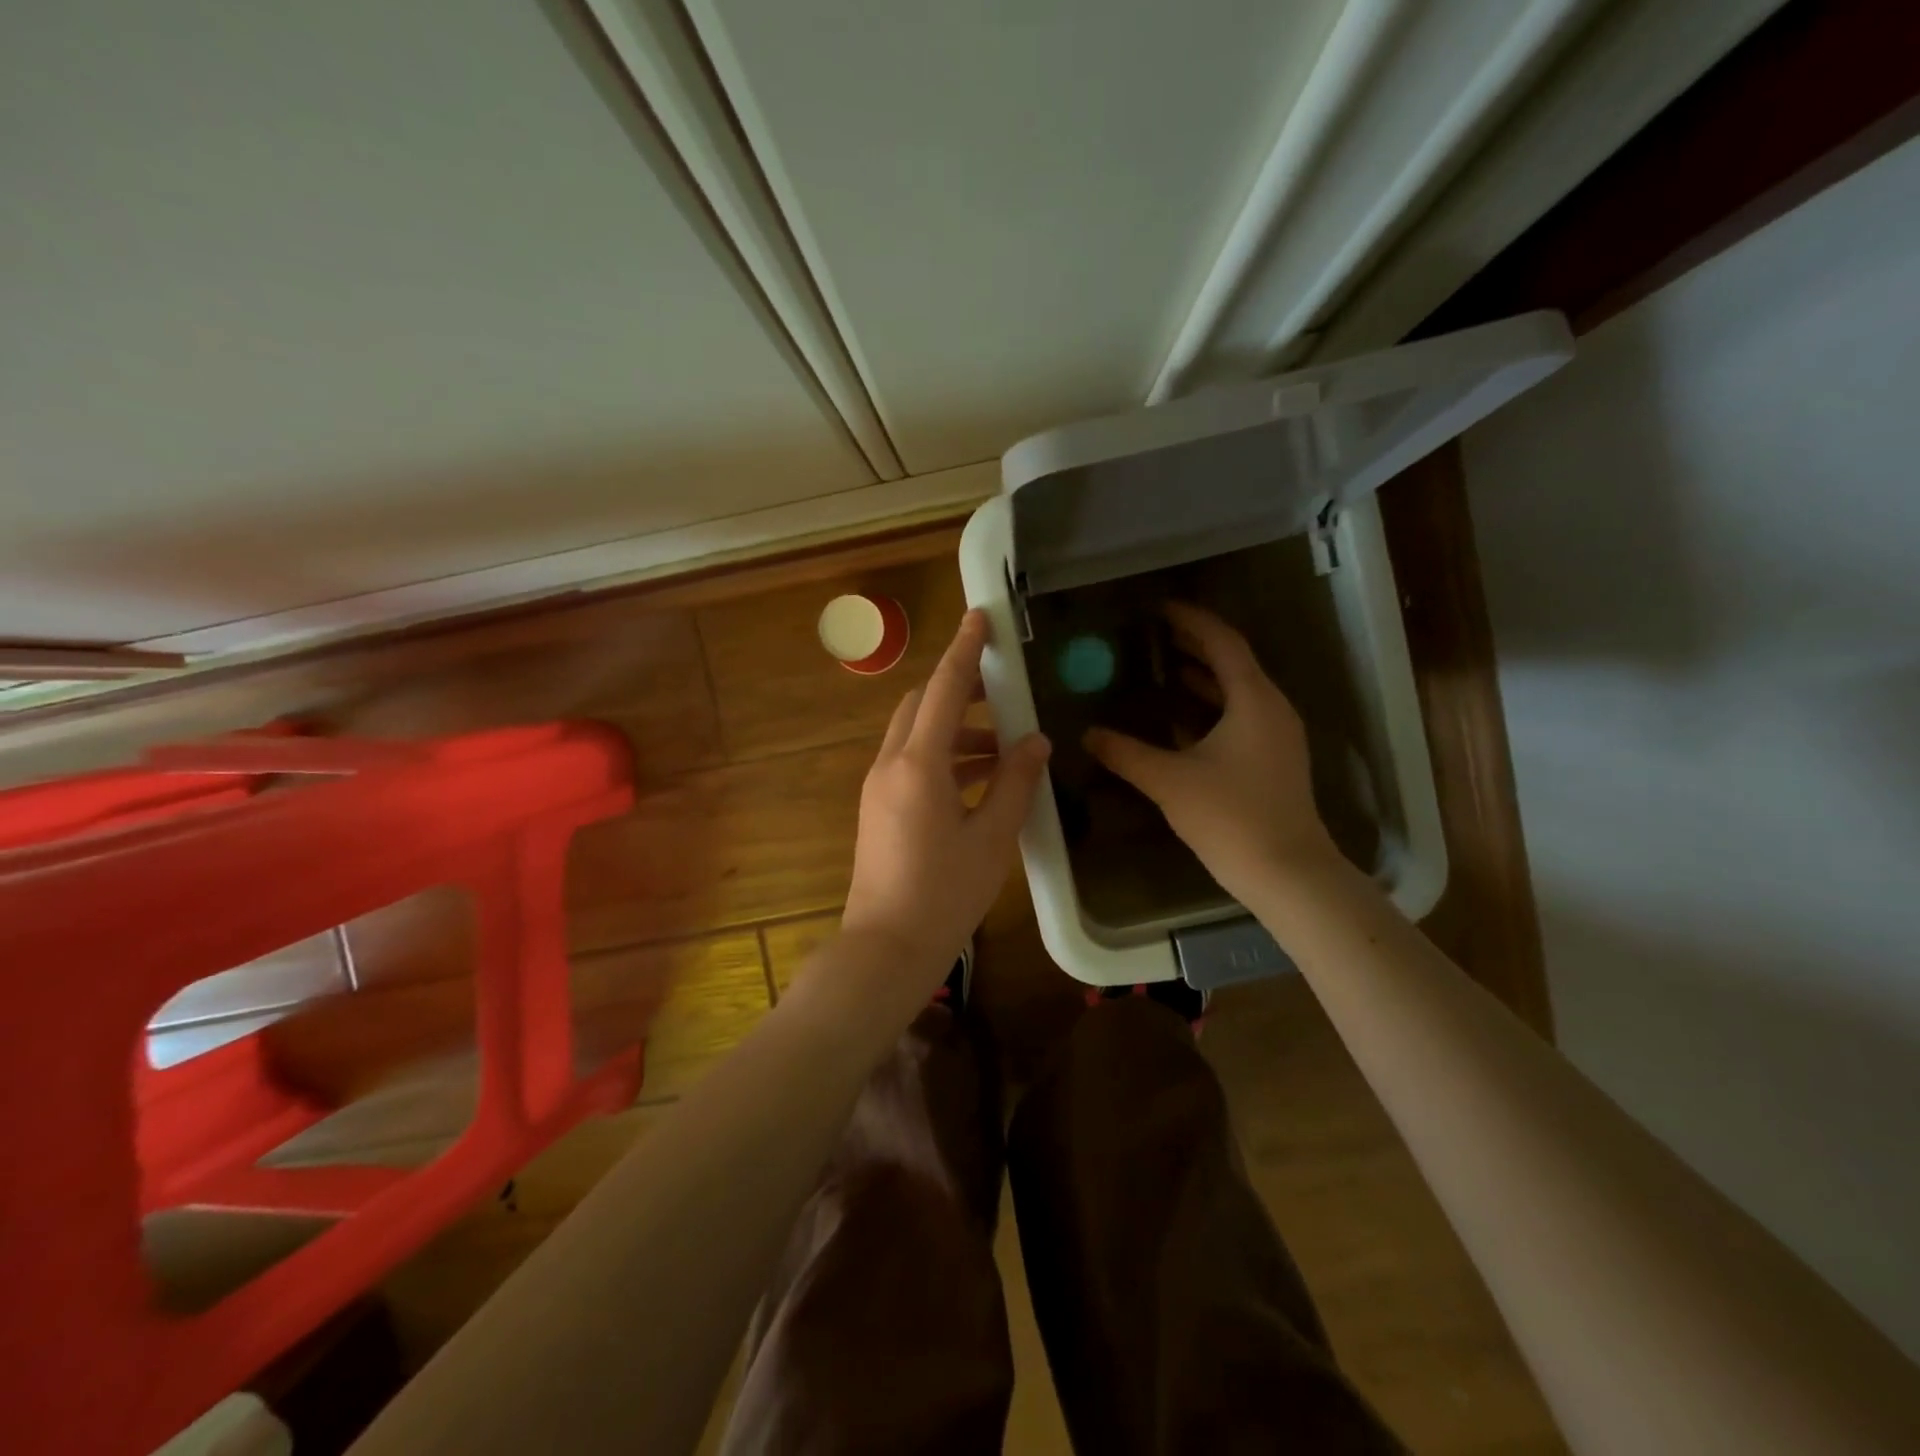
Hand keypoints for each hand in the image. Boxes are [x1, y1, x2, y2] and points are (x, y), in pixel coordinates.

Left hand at [841, 610, 1050, 1000]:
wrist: (886, 948)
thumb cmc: (944, 894)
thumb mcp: (992, 837)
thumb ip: (1015, 783)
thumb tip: (1035, 741)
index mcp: (917, 764)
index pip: (943, 689)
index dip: (964, 650)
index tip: (980, 617)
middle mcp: (890, 765)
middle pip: (922, 705)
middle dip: (959, 690)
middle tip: (1003, 692)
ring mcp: (878, 787)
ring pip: (916, 735)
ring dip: (956, 730)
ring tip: (1004, 746)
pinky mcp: (878, 808)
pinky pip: (911, 763)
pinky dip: (944, 757)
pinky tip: (979, 779)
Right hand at [1084, 603, 1338, 906]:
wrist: (1287, 873)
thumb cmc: (1231, 817)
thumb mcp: (1169, 781)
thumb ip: (1125, 753)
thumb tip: (1088, 734)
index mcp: (1254, 700)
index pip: (1223, 643)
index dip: (1192, 621)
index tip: (1160, 609)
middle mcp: (1272, 709)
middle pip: (1234, 663)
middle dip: (1196, 646)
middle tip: (1157, 634)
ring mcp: (1277, 737)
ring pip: (1238, 693)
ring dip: (1204, 678)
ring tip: (1164, 669)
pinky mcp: (1274, 762)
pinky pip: (1241, 718)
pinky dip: (1211, 709)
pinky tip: (1180, 722)